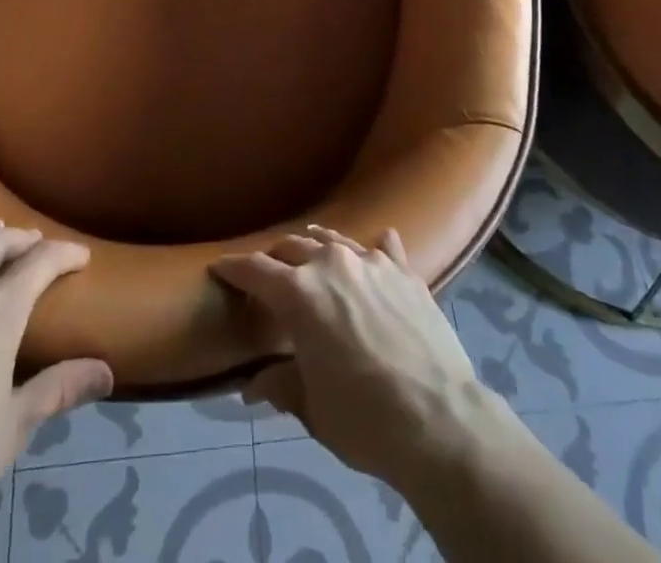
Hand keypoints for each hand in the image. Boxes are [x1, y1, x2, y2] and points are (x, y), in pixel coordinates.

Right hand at [211, 226, 486, 486]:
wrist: (440, 419)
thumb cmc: (364, 419)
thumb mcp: (312, 407)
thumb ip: (281, 385)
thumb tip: (252, 387)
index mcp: (300, 293)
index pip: (255, 271)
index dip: (234, 268)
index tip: (220, 267)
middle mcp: (332, 264)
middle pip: (293, 247)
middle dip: (275, 258)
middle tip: (267, 272)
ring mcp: (372, 262)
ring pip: (334, 241)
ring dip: (316, 247)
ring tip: (311, 254)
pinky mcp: (405, 272)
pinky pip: (383, 248)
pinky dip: (372, 250)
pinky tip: (375, 250)